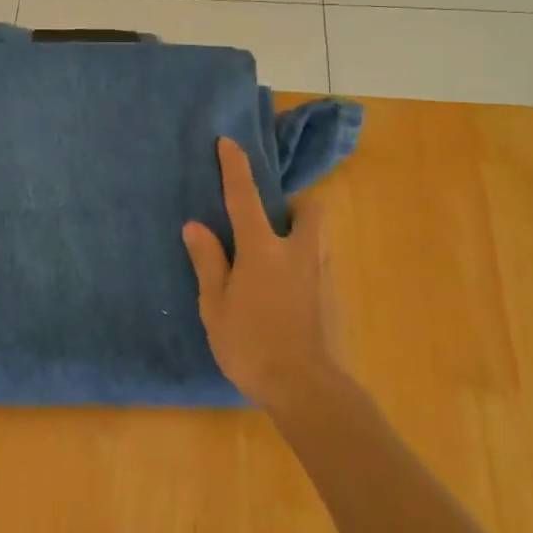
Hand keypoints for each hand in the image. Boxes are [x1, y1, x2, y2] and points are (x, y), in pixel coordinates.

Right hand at [184, 137, 337, 407]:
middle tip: (270, 222)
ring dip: (300, 235)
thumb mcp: (216, 306)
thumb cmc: (252, 345)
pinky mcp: (336, 298)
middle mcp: (298, 251)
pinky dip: (305, 265)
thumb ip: (209, 262)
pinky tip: (288, 294)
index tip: (229, 142)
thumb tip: (196, 226)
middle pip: (309, 209)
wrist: (309, 390)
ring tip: (276, 262)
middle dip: (293, 205)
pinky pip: (321, 265)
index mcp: (263, 249)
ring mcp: (323, 274)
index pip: (245, 196)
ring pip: (317, 238)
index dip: (235, 167)